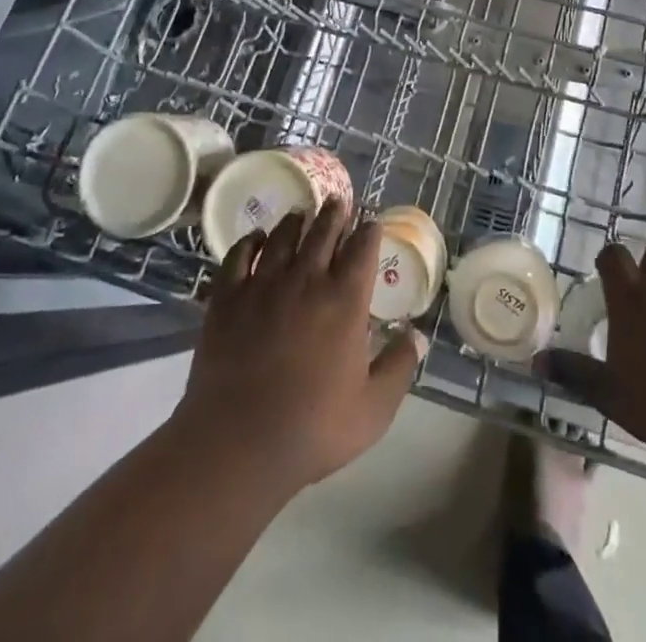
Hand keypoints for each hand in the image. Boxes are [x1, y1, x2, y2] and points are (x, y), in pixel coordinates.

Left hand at [174, 200, 422, 498]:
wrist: (239, 443)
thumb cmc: (314, 428)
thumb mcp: (374, 408)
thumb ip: (399, 366)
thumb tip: (417, 334)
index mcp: (345, 299)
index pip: (362, 248)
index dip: (369, 231)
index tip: (371, 223)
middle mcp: (307, 279)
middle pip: (323, 231)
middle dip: (334, 213)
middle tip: (337, 201)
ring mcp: (263, 284)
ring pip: (283, 236)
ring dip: (296, 220)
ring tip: (301, 212)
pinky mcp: (228, 296)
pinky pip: (239, 254)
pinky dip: (249, 240)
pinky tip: (255, 237)